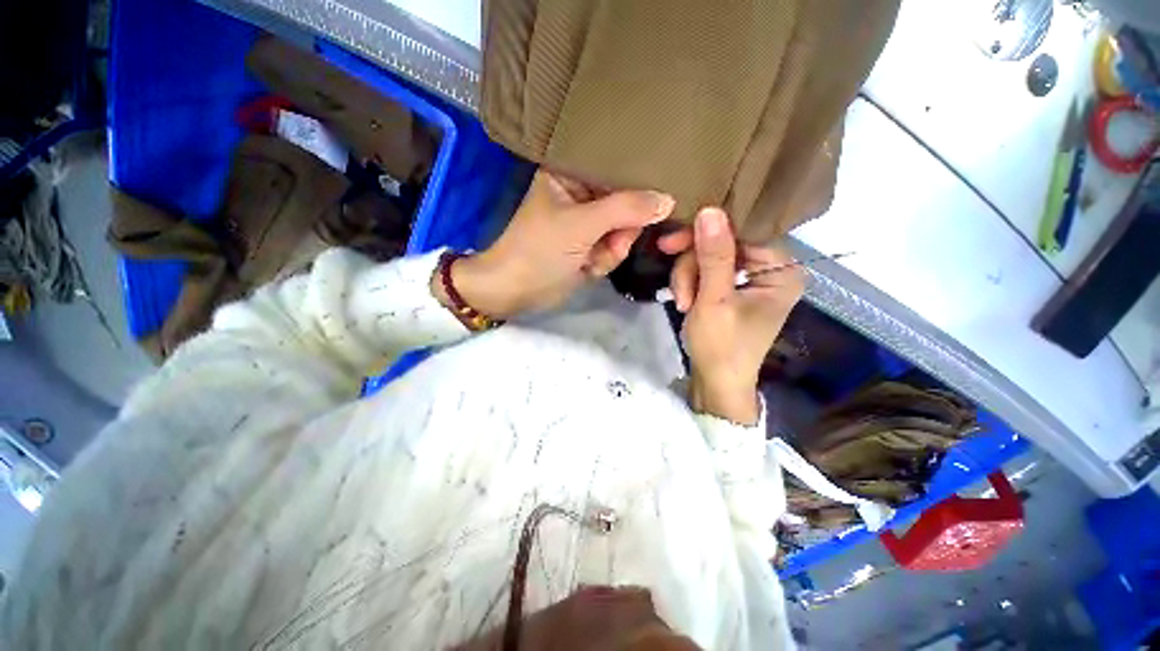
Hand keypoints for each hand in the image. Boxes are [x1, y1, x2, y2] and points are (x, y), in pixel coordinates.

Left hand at [433, 170, 674, 319]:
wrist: (517, 291)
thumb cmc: (540, 249)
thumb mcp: (581, 225)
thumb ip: (626, 209)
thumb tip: (668, 200)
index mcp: (571, 173)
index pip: (616, 165)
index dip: (639, 180)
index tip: (661, 193)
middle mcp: (581, 194)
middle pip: (625, 202)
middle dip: (621, 229)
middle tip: (612, 242)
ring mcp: (587, 223)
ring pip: (623, 229)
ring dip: (612, 249)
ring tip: (592, 259)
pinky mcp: (590, 246)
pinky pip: (614, 249)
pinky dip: (605, 262)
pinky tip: (587, 268)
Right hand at [659, 209, 803, 424]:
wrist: (716, 384)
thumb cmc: (721, 347)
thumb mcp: (714, 301)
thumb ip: (714, 256)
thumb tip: (710, 210)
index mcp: (781, 271)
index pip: (742, 233)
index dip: (706, 234)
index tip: (671, 243)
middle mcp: (772, 270)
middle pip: (724, 244)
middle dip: (693, 266)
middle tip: (677, 290)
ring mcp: (752, 280)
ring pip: (710, 257)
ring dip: (689, 278)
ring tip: (683, 303)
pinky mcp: (736, 289)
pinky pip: (709, 271)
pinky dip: (692, 284)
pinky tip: (687, 302)